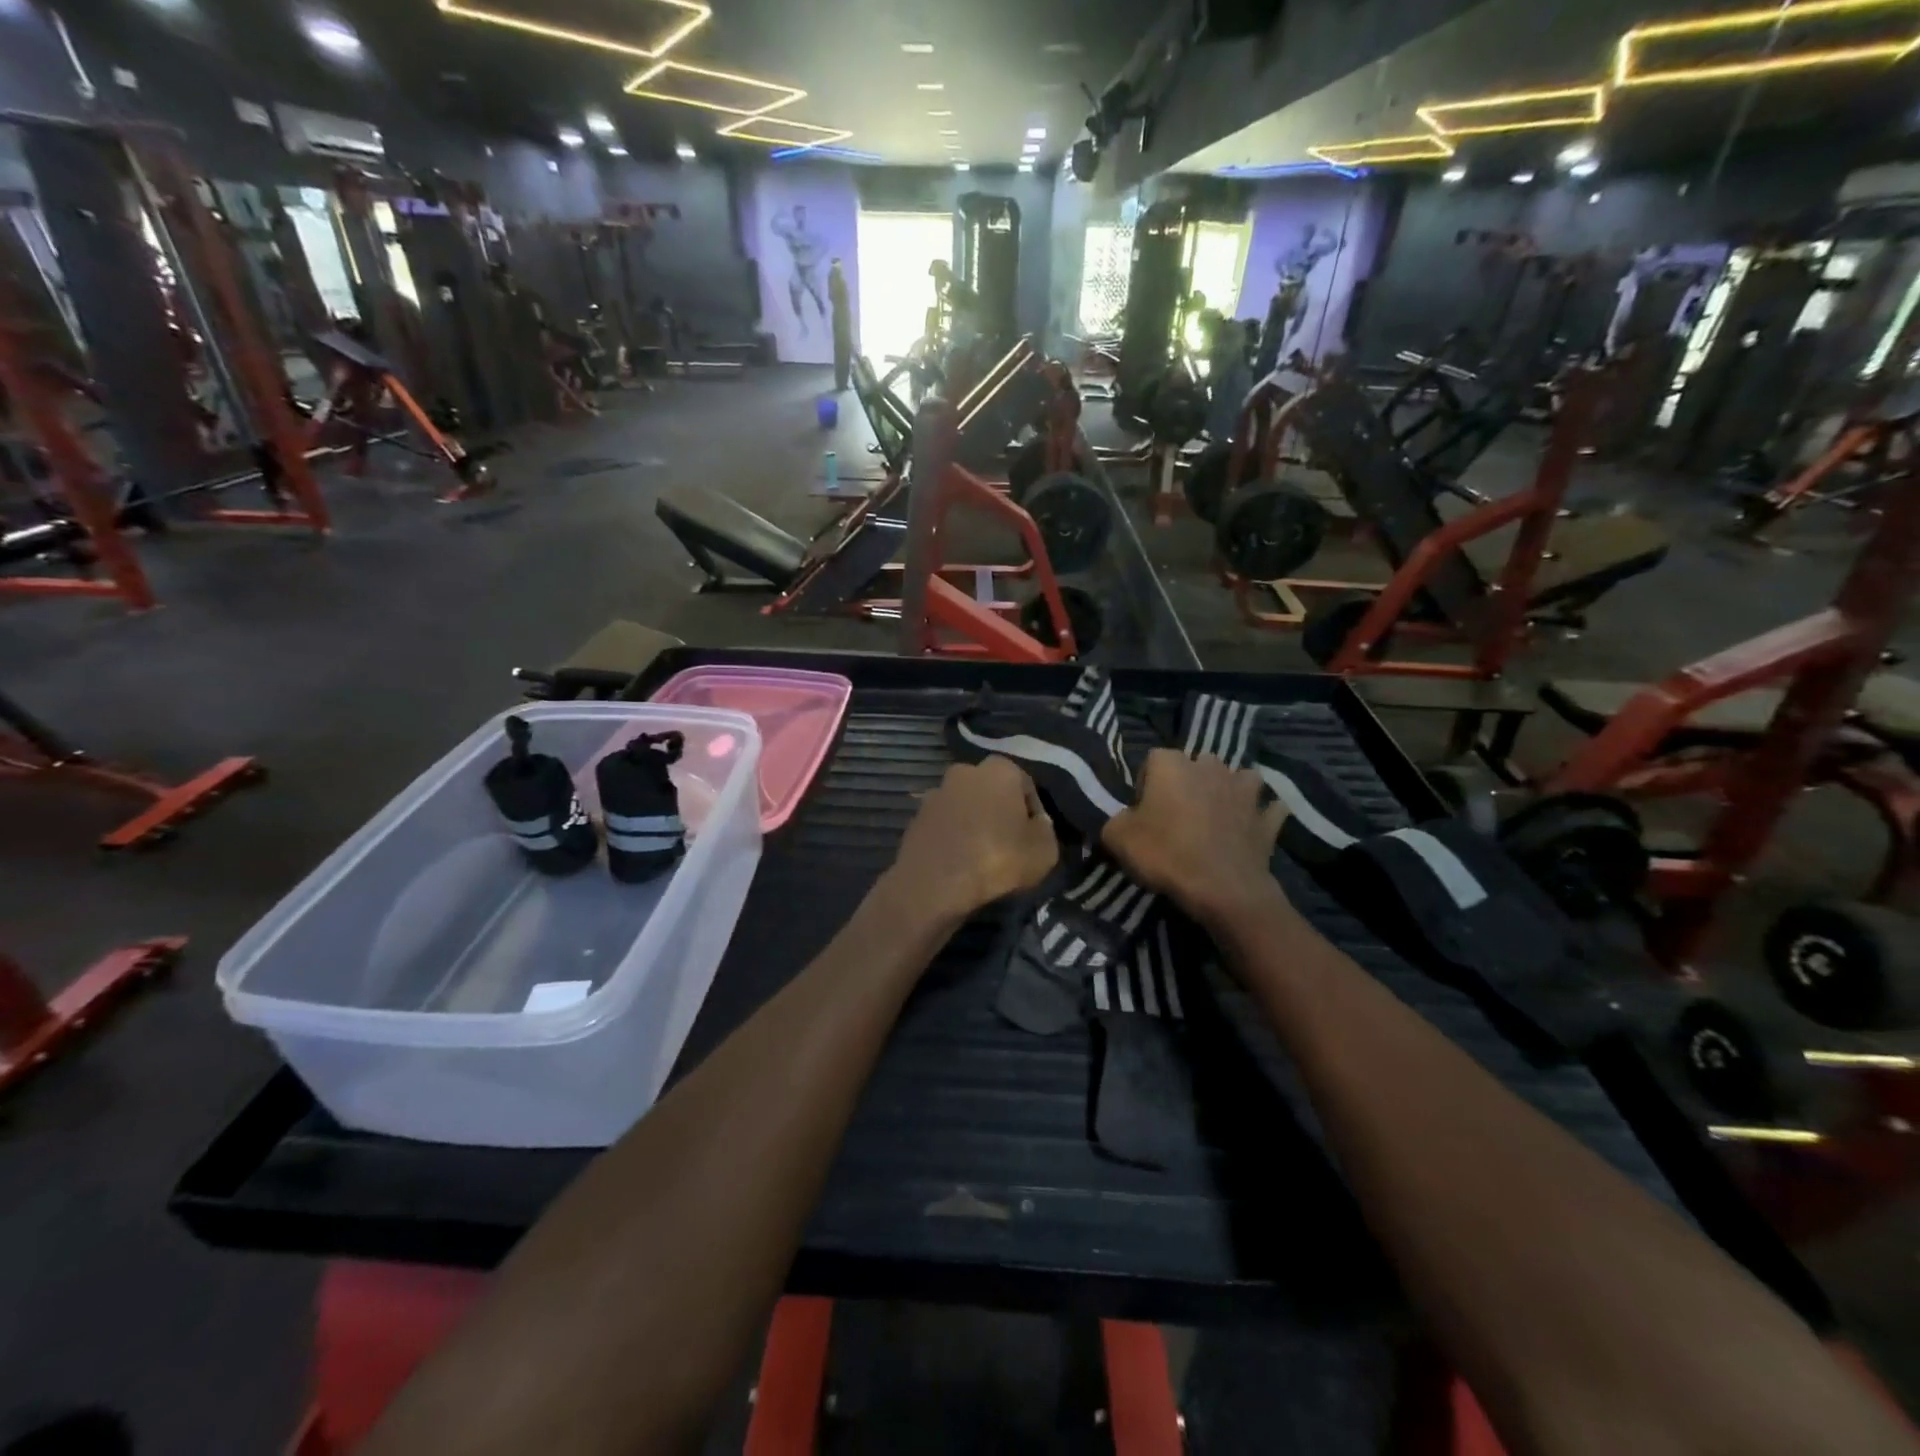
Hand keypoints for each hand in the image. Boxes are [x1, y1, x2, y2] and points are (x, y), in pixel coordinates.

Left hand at [884, 759, 1058, 929]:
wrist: (935, 883)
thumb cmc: (997, 859)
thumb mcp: (1044, 850)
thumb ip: (1045, 829)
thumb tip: (1036, 823)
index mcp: (1000, 769)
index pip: (1025, 786)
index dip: (1034, 812)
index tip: (1034, 837)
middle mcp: (965, 771)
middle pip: (992, 791)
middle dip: (1000, 811)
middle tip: (1009, 842)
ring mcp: (936, 792)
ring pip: (966, 805)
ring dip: (974, 822)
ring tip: (982, 854)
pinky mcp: (916, 816)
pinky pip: (945, 823)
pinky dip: (953, 836)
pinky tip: (959, 859)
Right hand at [1102, 750, 1289, 929]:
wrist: (1222, 889)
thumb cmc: (1166, 855)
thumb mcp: (1117, 838)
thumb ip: (1115, 820)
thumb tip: (1124, 819)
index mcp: (1172, 765)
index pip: (1153, 759)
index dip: (1146, 783)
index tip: (1143, 810)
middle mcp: (1210, 767)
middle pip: (1197, 763)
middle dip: (1189, 782)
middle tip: (1177, 814)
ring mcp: (1244, 791)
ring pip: (1239, 777)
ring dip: (1230, 789)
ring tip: (1218, 813)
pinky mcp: (1266, 818)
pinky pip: (1268, 808)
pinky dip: (1262, 814)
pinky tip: (1253, 826)